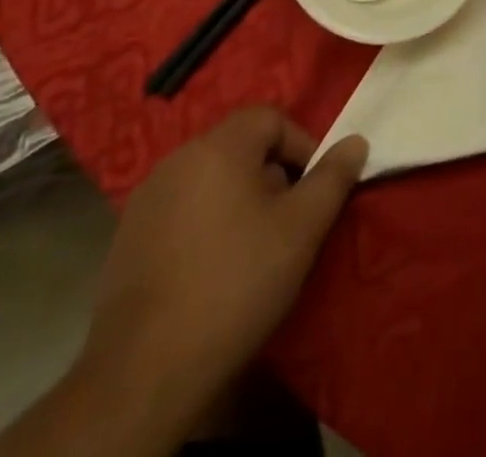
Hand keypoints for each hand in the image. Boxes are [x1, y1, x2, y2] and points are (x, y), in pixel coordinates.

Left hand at [76, 108, 367, 438]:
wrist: (146, 368)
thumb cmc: (236, 284)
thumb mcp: (300, 230)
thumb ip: (332, 179)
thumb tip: (356, 140)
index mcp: (220, 145)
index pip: (270, 118)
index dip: (301, 145)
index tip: (314, 191)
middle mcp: (179, 156)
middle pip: (239, 146)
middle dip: (271, 175)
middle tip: (287, 224)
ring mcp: (148, 195)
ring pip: (209, 177)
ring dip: (237, 199)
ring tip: (251, 250)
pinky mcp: (129, 233)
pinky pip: (180, 208)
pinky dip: (203, 223)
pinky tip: (209, 270)